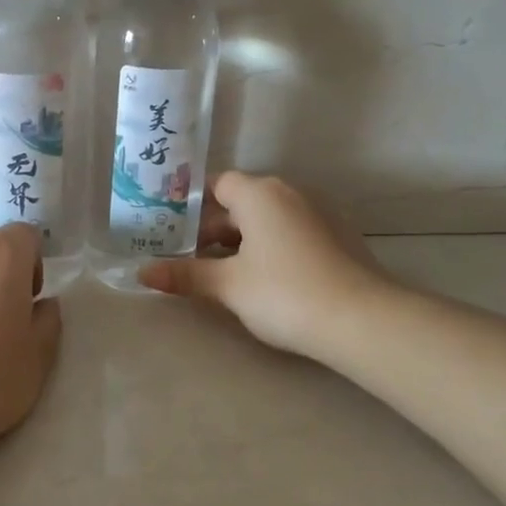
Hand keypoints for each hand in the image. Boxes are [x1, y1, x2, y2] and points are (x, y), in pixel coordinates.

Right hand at [138, 172, 386, 361]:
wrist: (363, 320)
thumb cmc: (284, 292)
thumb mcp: (228, 286)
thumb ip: (185, 275)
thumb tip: (142, 272)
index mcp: (260, 193)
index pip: (218, 184)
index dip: (193, 205)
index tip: (172, 229)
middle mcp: (289, 193)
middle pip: (241, 203)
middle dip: (213, 229)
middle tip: (187, 258)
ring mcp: (318, 214)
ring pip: (267, 220)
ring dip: (242, 241)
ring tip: (219, 273)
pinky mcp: (337, 238)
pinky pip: (291, 234)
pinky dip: (270, 249)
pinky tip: (262, 280)